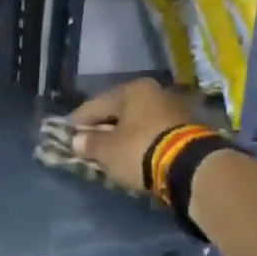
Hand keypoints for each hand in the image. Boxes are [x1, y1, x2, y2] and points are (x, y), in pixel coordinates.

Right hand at [66, 78, 198, 191]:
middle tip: (88, 141)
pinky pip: (153, 132)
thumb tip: (77, 141)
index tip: (66, 132)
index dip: (78, 120)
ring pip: (137, 122)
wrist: (190, 166)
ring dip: (123, 135)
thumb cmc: (139, 149)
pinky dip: (140, 141)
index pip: (96, 105)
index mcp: (132, 90)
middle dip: (103, 127)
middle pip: (119, 111)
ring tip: (110, 150)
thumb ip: (89, 143)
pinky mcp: (186, 128)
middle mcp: (154, 92)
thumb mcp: (107, 150)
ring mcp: (173, 108)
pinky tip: (132, 153)